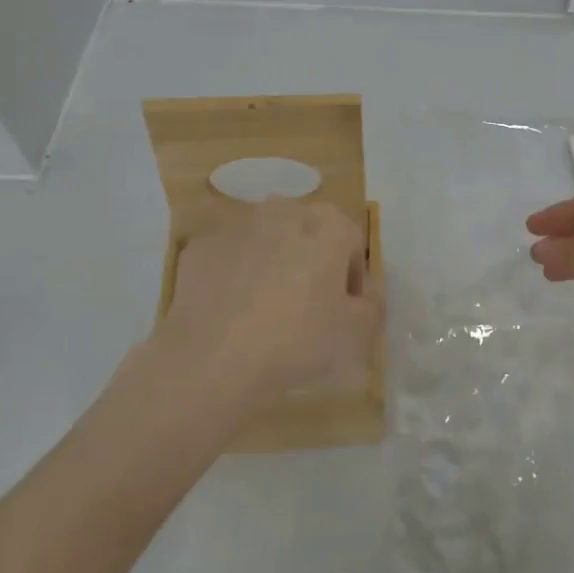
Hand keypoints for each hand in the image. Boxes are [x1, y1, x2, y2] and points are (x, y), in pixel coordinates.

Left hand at [138, 198, 382, 410]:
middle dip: (311, 259)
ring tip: (265, 310)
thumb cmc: (299, 340)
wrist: (214, 360)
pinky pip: (229, 257)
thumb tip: (367, 292)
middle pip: (308, 231)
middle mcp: (284, 212)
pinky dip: (234, 275)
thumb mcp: (357, 332)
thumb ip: (373, 304)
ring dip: (272, 263)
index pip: (352, 241)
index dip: (351, 276)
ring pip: (266, 240)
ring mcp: (238, 226)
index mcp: (328, 225)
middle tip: (307, 306)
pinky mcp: (201, 247)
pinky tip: (232, 312)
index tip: (343, 309)